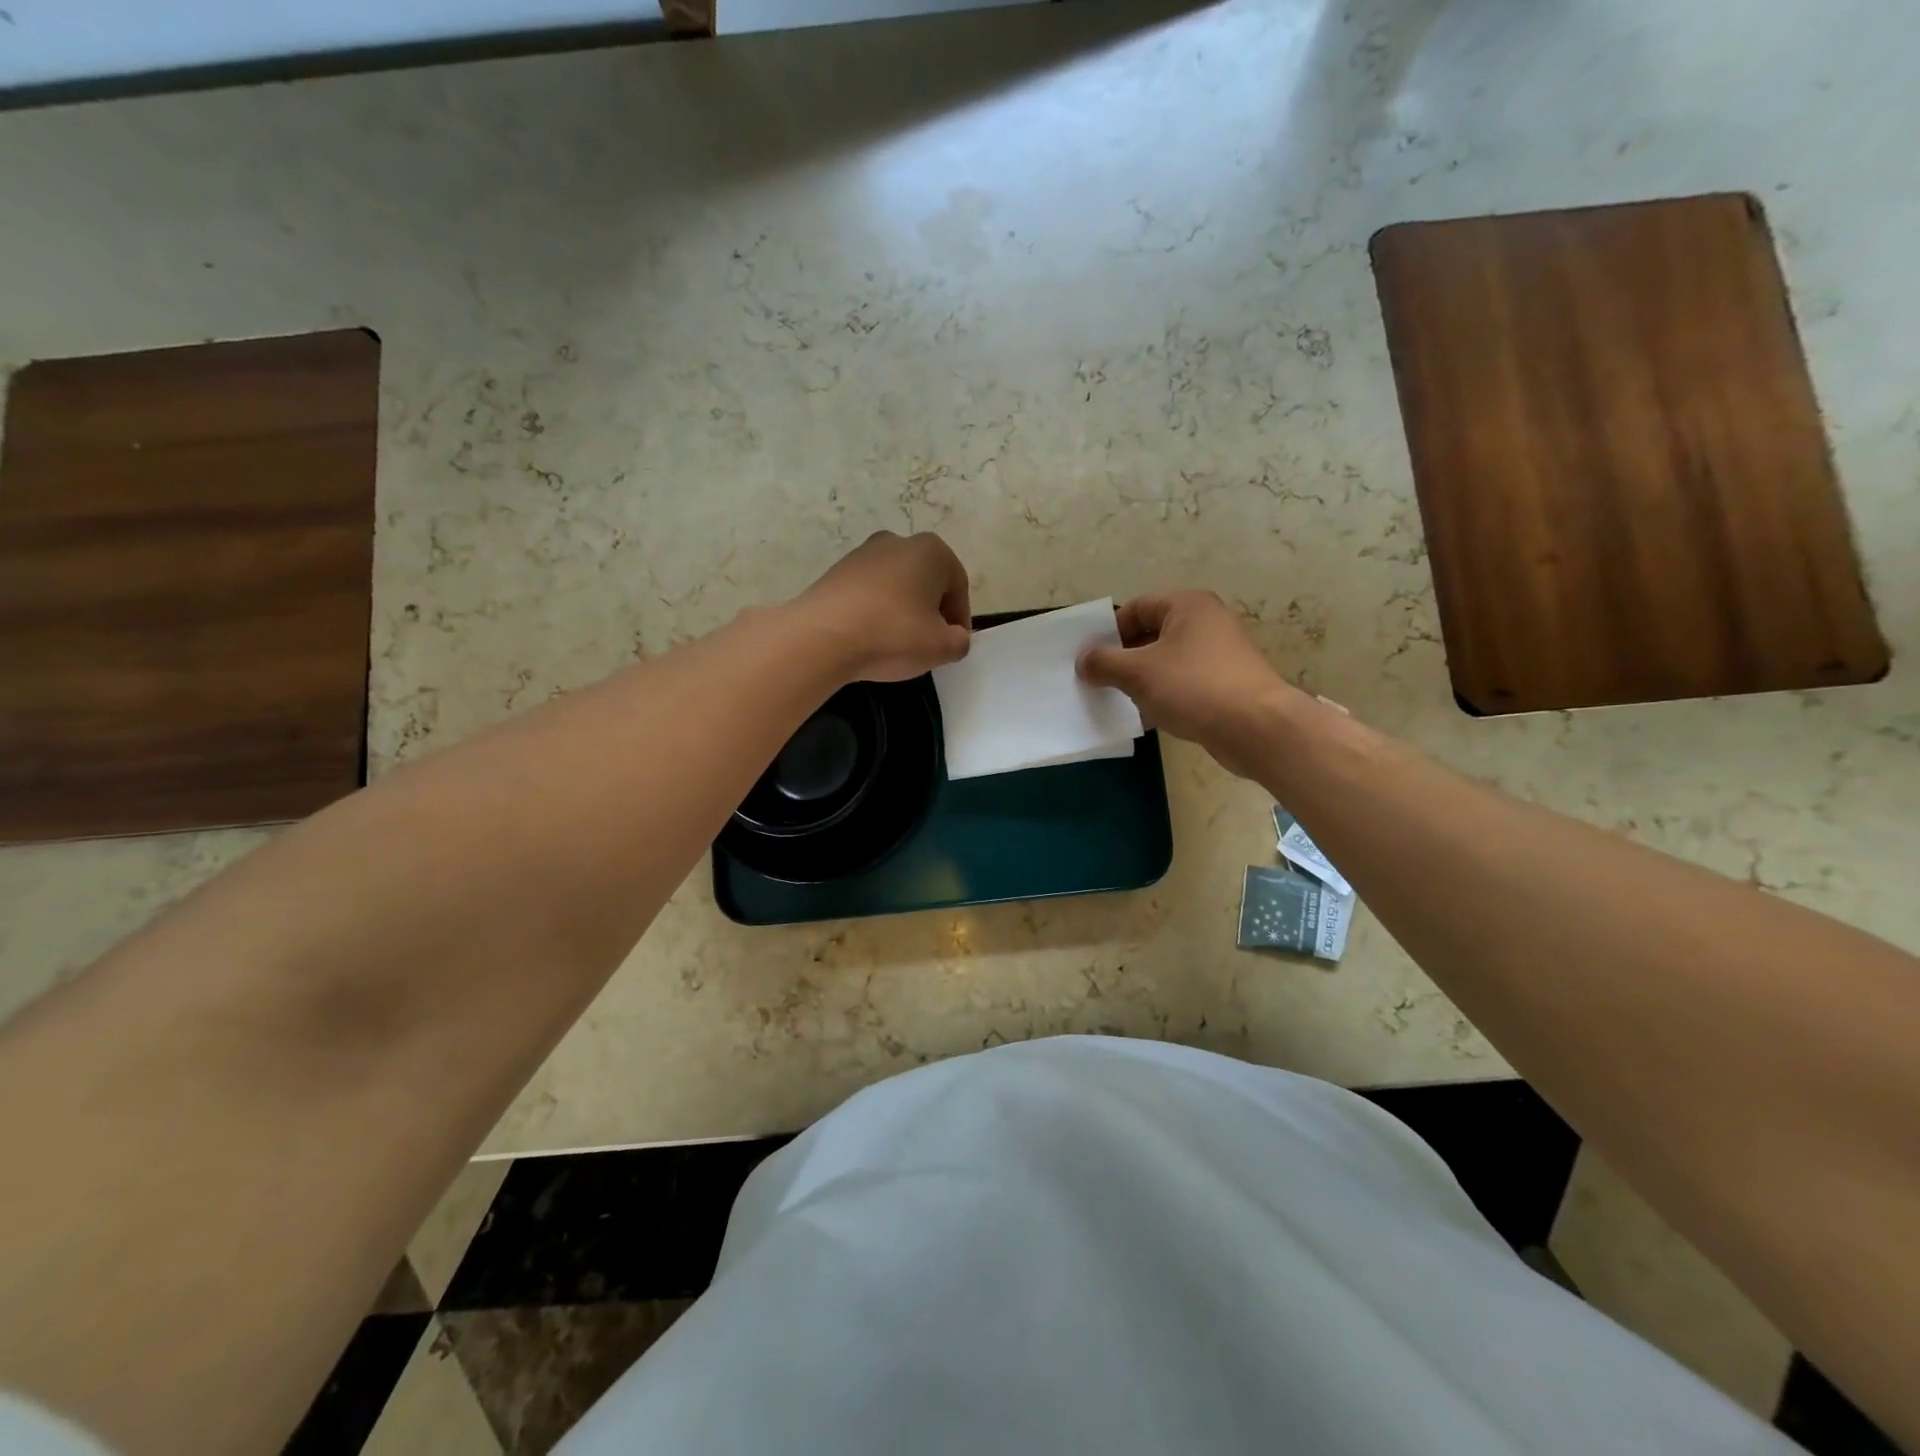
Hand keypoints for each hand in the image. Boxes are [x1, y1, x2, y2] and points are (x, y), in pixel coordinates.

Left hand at [796, 531, 971, 681]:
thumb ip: (960, 642)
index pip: (958, 587)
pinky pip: (868, 594)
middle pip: (926, 582)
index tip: (952, 645)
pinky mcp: (836, 572)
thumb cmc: (893, 635)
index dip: (960, 620)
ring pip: (896, 587)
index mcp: (931, 551)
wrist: (821, 637)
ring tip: (896, 644)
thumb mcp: (941, 647)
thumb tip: (955, 638)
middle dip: (931, 612)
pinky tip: (870, 638)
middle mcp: (897, 542)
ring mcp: (862, 554)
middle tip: (927, 644)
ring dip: (902, 612)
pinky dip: (875, 612)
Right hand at [1078, 591, 1305, 777]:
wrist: (1255, 727)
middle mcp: (1207, 621)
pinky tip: (1149, 716)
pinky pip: (1184, 682)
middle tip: (1100, 681)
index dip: (1108, 632)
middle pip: (1151, 634)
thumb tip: (1083, 660)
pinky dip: (1164, 694)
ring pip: (1167, 660)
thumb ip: (1104, 663)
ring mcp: (1220, 653)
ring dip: (1142, 679)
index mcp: (1187, 605)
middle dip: (1123, 658)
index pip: (1136, 608)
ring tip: (1120, 700)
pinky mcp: (1226, 683)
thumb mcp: (1138, 672)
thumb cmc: (1193, 687)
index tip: (1090, 659)